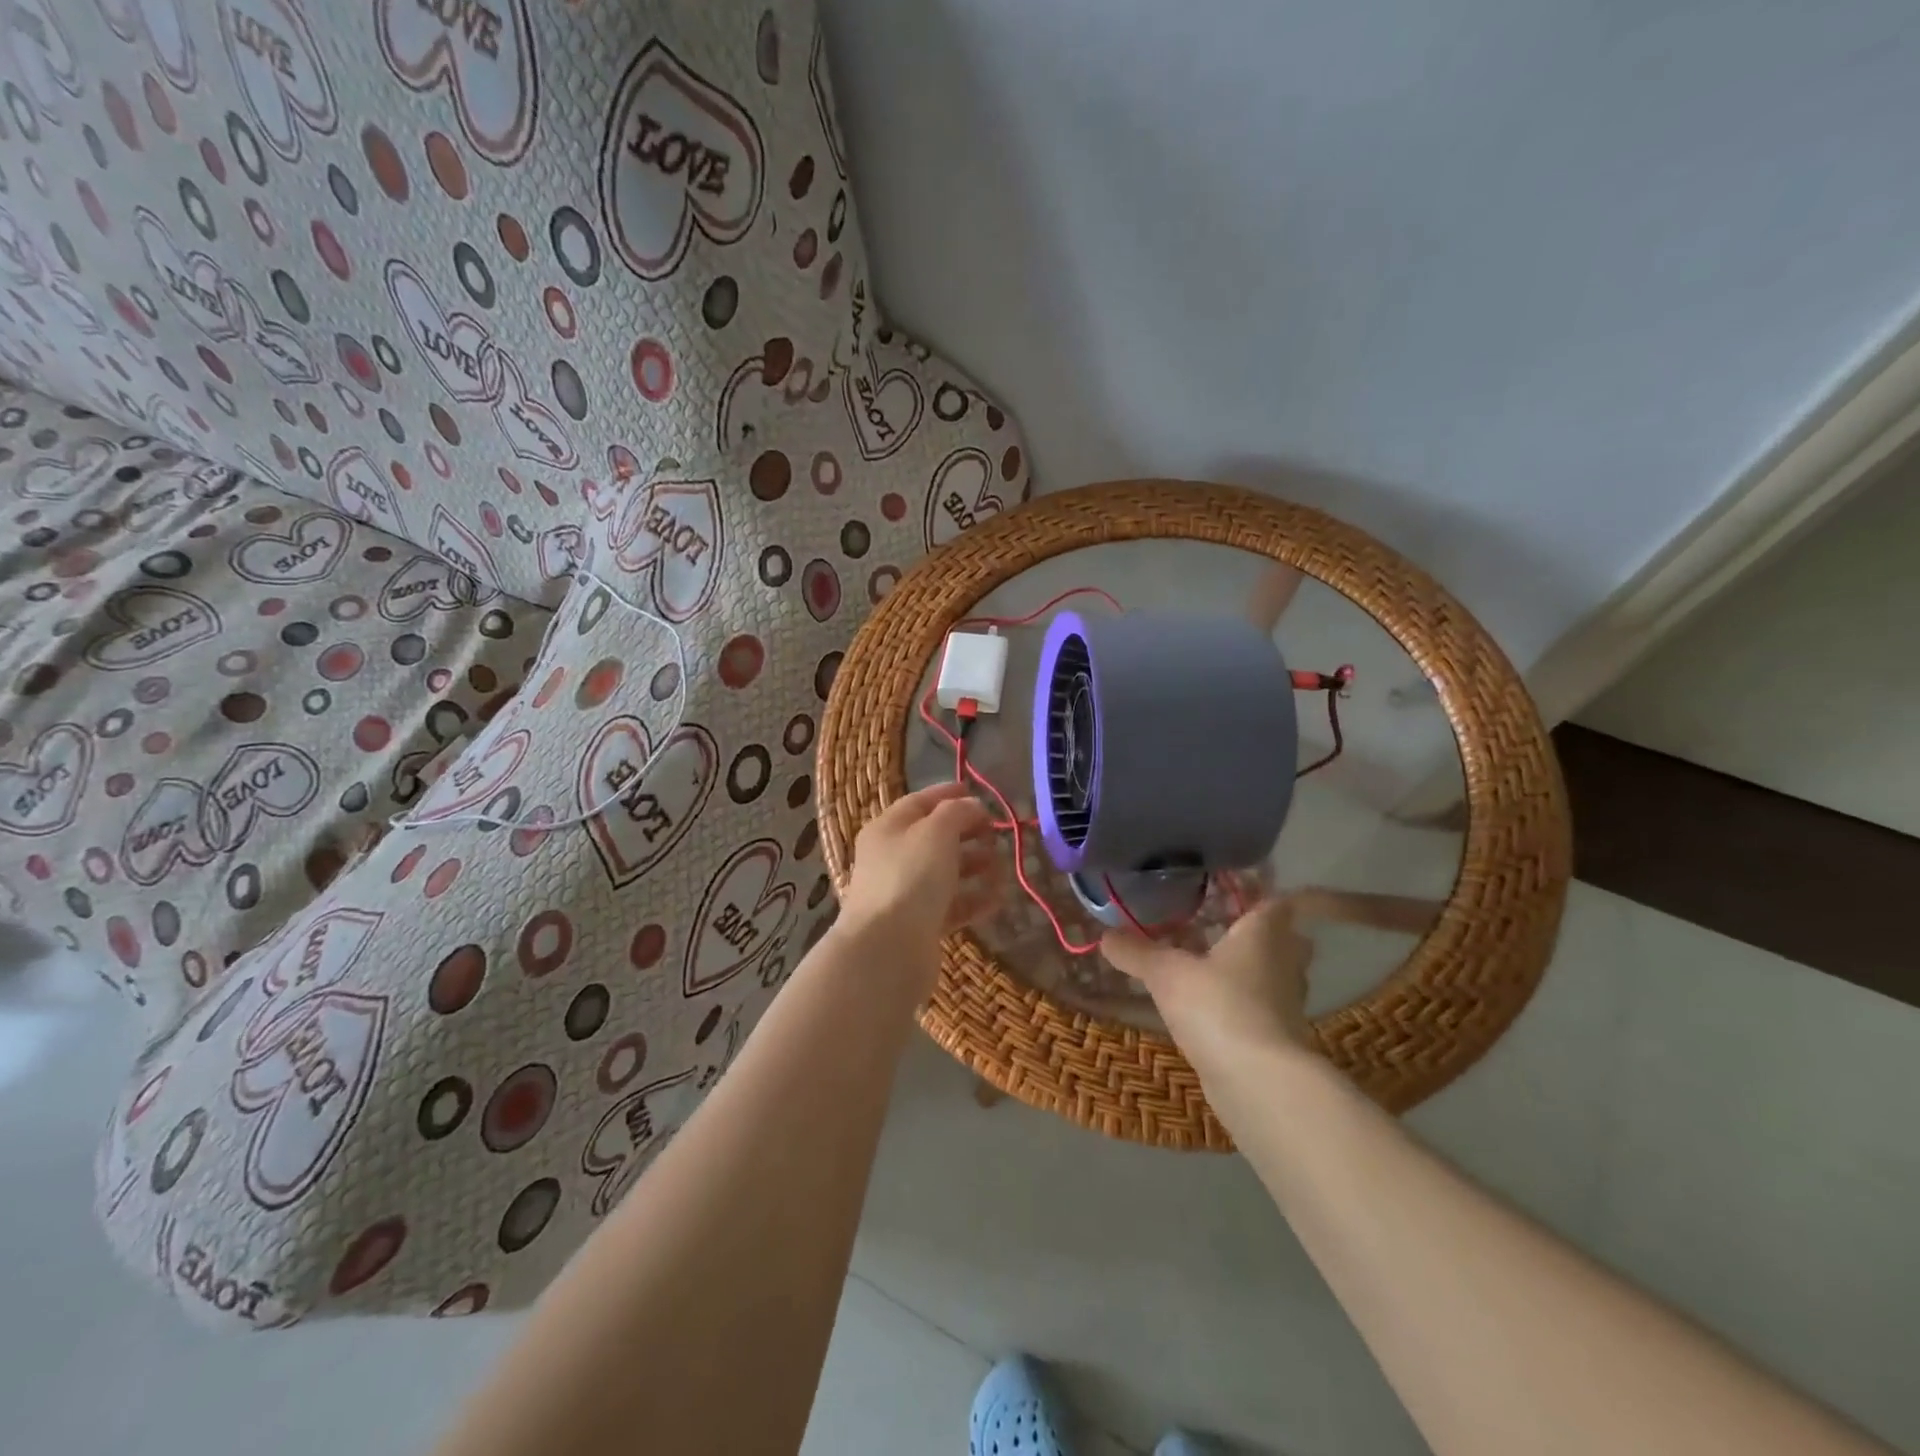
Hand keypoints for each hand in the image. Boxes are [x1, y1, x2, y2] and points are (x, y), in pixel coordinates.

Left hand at [839, 783, 1001, 982]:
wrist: (887, 948)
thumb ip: (957, 812)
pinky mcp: (918, 925)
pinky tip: (997, 899)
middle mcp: (892, 858)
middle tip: (997, 834)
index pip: (919, 802)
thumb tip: (972, 807)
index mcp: (888, 828)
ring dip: (975, 867)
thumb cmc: (910, 877)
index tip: (978, 793)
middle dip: (968, 833)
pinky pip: (951, 906)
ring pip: (945, 872)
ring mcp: (904, 893)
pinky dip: (974, 900)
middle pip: (934, 838)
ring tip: (1002, 868)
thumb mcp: (936, 831)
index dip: (948, 794)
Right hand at [1101, 898, 1317, 1074]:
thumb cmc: (1219, 1007)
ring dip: (1244, 968)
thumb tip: (1105, 936)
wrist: (1259, 1084)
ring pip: (1268, 974)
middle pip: (1279, 938)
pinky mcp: (1276, 1037)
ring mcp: (1284, 1002)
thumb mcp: (1167, 974)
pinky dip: (1238, 1002)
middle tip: (1217, 924)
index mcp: (1264, 933)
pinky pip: (1257, 1006)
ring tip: (1204, 963)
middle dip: (1254, 932)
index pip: (1274, 901)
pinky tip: (1207, 1005)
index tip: (1229, 888)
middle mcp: (1283, 962)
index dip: (1255, 892)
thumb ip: (1137, 952)